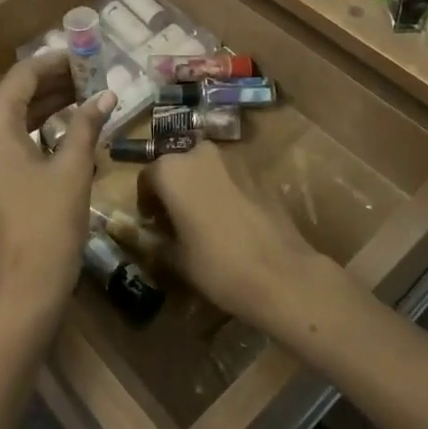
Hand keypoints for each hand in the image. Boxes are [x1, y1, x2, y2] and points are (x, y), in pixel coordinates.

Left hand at [0, 53, 114, 328]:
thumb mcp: (72, 169)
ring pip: (11, 117)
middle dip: (53, 83)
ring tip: (84, 96)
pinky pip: (6, 140)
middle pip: (14, 94)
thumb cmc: (49, 224)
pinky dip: (33, 129)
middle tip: (91, 76)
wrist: (22, 291)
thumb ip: (86, 125)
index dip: (56, 62)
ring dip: (45, 105)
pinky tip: (64, 127)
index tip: (86, 56)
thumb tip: (106, 95)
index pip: (23, 76)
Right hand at [135, 143, 327, 332]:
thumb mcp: (176, 259)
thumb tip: (154, 235)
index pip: (148, 177)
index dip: (146, 201)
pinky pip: (230, 179)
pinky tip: (231, 223)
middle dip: (174, 189)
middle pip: (178, 167)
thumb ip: (158, 240)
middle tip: (176, 220)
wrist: (281, 274)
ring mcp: (233, 160)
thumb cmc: (217, 265)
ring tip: (204, 221)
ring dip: (200, 188)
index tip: (152, 223)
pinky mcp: (258, 174)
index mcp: (172, 170)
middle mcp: (200, 154)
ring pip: (206, 170)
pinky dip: (224, 193)